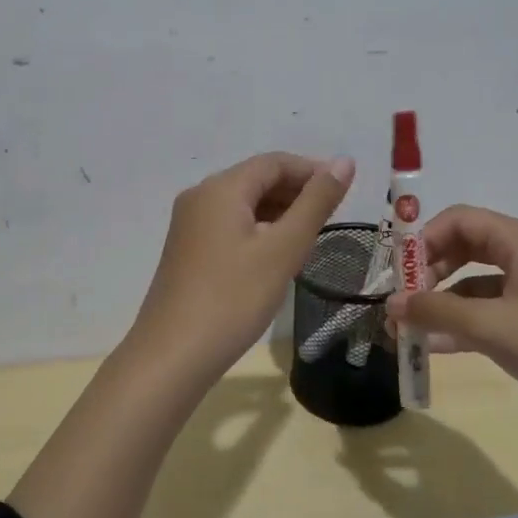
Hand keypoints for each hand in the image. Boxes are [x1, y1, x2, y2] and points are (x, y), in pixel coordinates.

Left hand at [125, 152, 356, 382]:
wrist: (173, 355)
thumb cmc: (233, 298)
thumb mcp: (283, 249)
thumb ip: (316, 203)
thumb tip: (344, 162)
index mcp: (221, 188)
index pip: (274, 162)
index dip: (312, 170)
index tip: (344, 192)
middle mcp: (200, 196)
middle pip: (256, 180)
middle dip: (296, 192)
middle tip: (332, 219)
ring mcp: (189, 224)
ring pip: (243, 204)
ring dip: (279, 213)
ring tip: (310, 240)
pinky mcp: (187, 250)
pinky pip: (229, 225)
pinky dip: (258, 231)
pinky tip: (276, 257)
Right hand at [386, 205, 517, 423]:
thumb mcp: (491, 328)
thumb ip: (436, 311)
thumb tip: (390, 304)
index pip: (461, 219)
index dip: (424, 239)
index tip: (398, 272)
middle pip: (468, 246)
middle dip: (431, 271)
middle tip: (404, 299)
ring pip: (479, 280)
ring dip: (445, 299)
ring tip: (413, 327)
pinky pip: (495, 307)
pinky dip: (468, 320)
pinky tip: (440, 345)